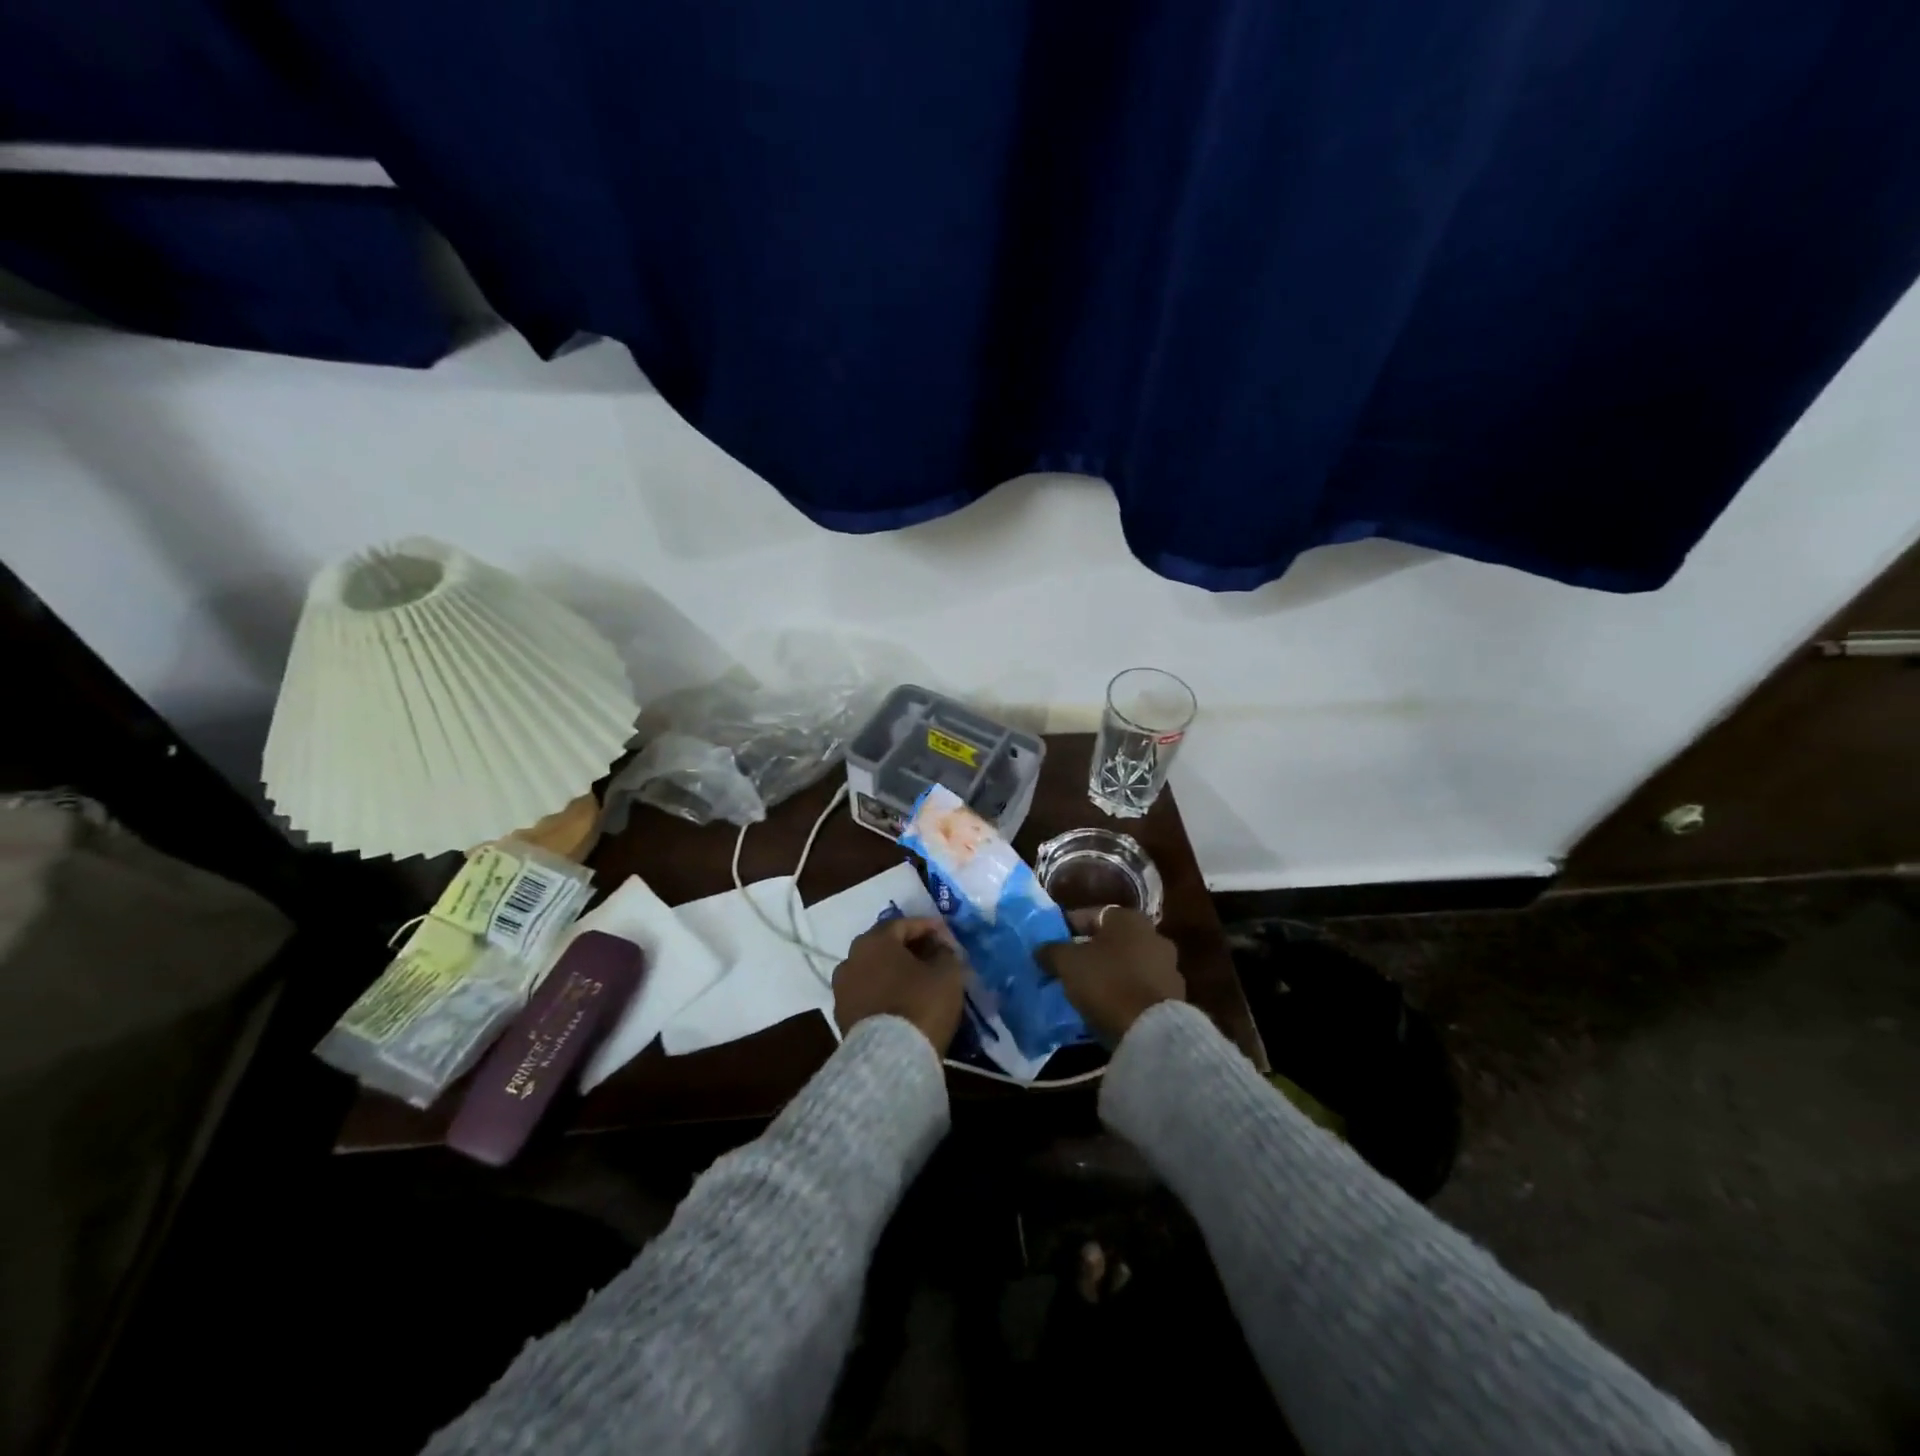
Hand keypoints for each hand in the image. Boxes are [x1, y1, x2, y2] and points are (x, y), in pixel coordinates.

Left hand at [833, 916, 968, 1052]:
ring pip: (873, 970)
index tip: (947, 935)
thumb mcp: (947, 973)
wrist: (888, 1059)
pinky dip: (884, 993)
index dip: (928, 927)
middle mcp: (851, 958)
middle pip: (884, 945)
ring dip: (894, 972)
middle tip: (932, 955)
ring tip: (917, 981)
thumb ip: (945, 952)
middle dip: (909, 948)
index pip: (903, 924)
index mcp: (875, 940)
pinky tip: (902, 1002)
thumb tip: (939, 948)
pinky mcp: (841, 1016)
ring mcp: (842, 988)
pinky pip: (867, 994)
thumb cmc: (920, 1004)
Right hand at [1037, 906, 1184, 1043]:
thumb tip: (1041, 949)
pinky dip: (1125, 992)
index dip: (1067, 928)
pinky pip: (1140, 988)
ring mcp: (1168, 966)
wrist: (1150, 1031)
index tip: (1052, 945)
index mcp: (1129, 918)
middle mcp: (1154, 935)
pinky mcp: (1174, 996)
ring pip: (1128, 964)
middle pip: (1112, 940)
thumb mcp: (1068, 963)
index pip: (1091, 915)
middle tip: (1068, 967)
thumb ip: (1052, 951)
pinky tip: (1108, 1006)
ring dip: (1110, 972)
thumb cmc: (1107, 983)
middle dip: (1091, 951)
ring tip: (1086, 990)